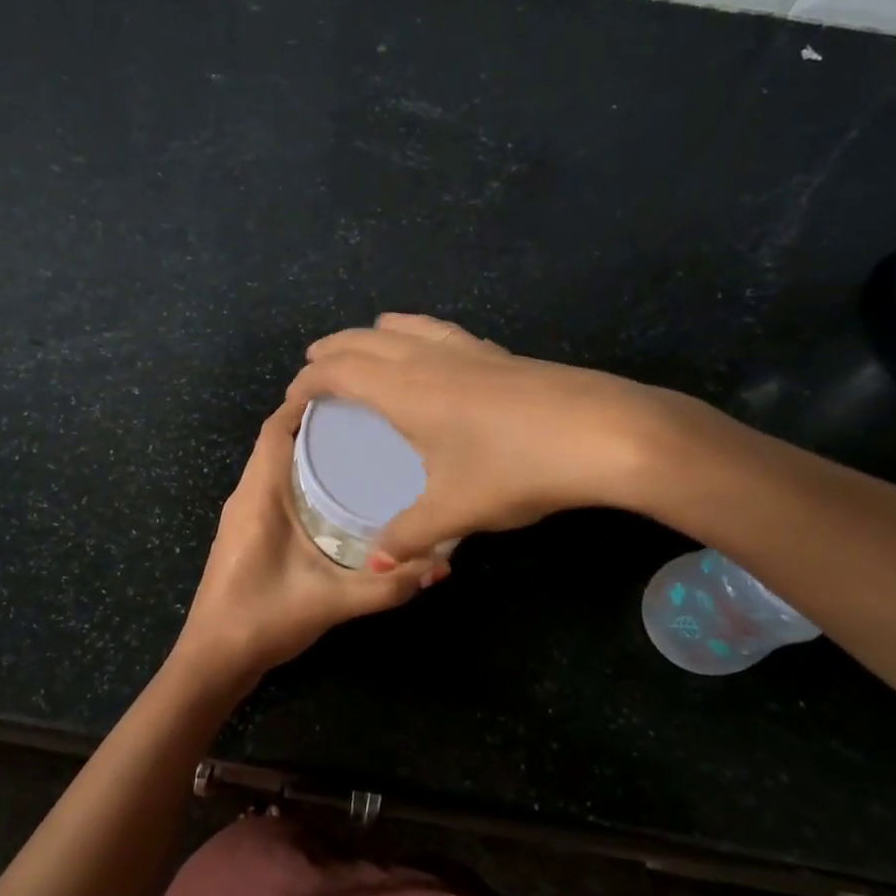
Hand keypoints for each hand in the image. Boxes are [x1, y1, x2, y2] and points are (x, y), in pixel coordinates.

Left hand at [172, 399, 442, 688]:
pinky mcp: (248, 532)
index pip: (276, 428)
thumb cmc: (262, 620)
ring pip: (276, 463)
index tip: (351, 390)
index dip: (307, 402)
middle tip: (371, 418)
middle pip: (279, 440)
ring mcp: (243, 514)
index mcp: (258, 495)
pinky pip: (275, 486)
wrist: (212, 662)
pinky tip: (338, 493)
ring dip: (310, 450)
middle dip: (319, 423)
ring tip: (362, 446)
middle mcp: (246, 495)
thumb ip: (386, 585)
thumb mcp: (332, 601)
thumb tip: (440, 565)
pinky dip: (303, 476)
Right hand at [287, 314, 695, 564]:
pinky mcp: (499, 355)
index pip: (337, 371)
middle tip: (312, 365)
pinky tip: (430, 348)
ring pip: (405, 328)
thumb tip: (376, 567)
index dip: (307, 381)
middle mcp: (427, 360)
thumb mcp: (455, 510)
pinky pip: (439, 333)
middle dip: (331, 350)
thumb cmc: (516, 468)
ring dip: (372, 335)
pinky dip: (415, 333)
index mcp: (404, 390)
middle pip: (363, 341)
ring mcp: (467, 351)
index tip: (291, 400)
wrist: (604, 433)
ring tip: (363, 344)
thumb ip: (408, 536)